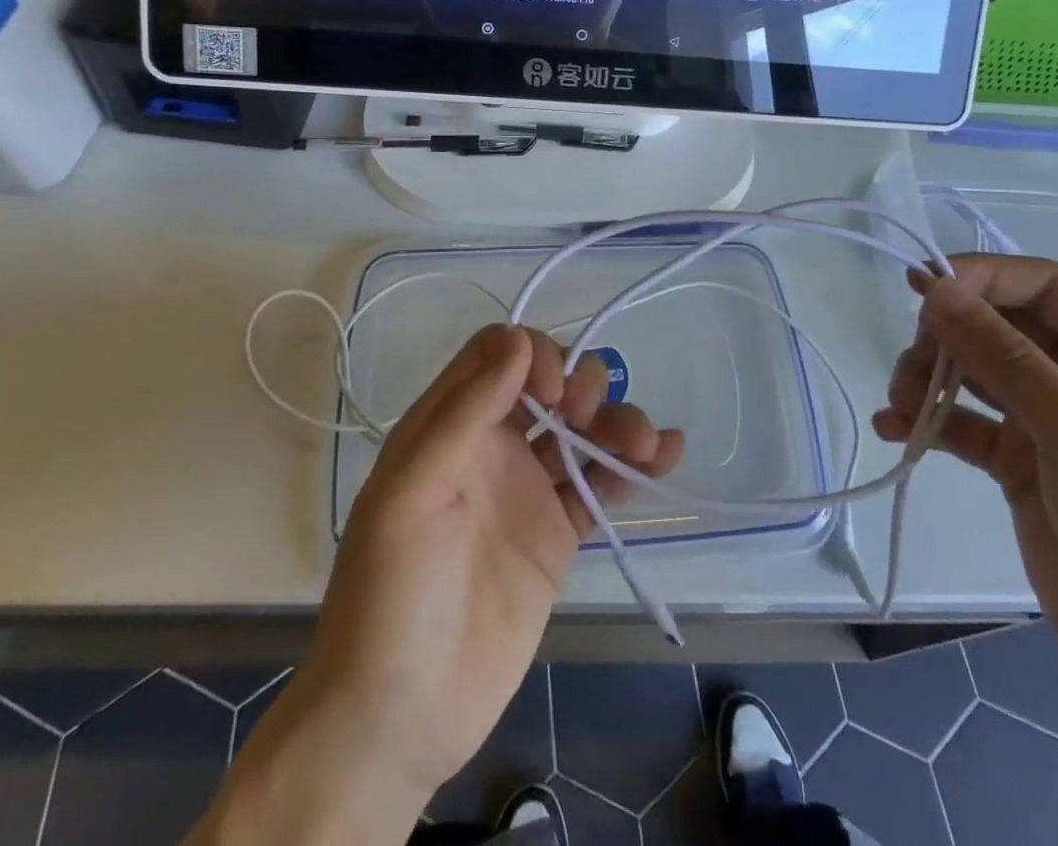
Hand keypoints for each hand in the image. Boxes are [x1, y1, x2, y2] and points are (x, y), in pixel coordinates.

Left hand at [212, 324, 683, 845]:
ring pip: (581, 429)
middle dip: (579, 383)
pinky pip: (599, 484)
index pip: (497, 354)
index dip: (532, 354)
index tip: (552, 392)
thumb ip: (463, 414)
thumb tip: (518, 341)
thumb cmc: (391, 593)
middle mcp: (491, 446)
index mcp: (449, 426)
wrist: (401, 716)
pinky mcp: (556, 533)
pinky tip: (665, 452)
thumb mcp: (411, 493)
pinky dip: (632, 464)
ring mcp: (527, 489)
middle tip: (585, 418)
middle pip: (549, 382)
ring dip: (617, 420)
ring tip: (644, 443)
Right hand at [874, 255, 1057, 717]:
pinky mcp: (1019, 461)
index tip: (921, 292)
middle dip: (947, 337)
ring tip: (900, 407)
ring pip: (973, 369)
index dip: (982, 277)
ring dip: (928, 378)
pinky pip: (964, 421)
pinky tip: (895, 430)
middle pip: (998, 324)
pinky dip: (929, 420)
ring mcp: (1050, 419)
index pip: (1043, 284)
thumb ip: (1003, 355)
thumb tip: (936, 287)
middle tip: (912, 369)